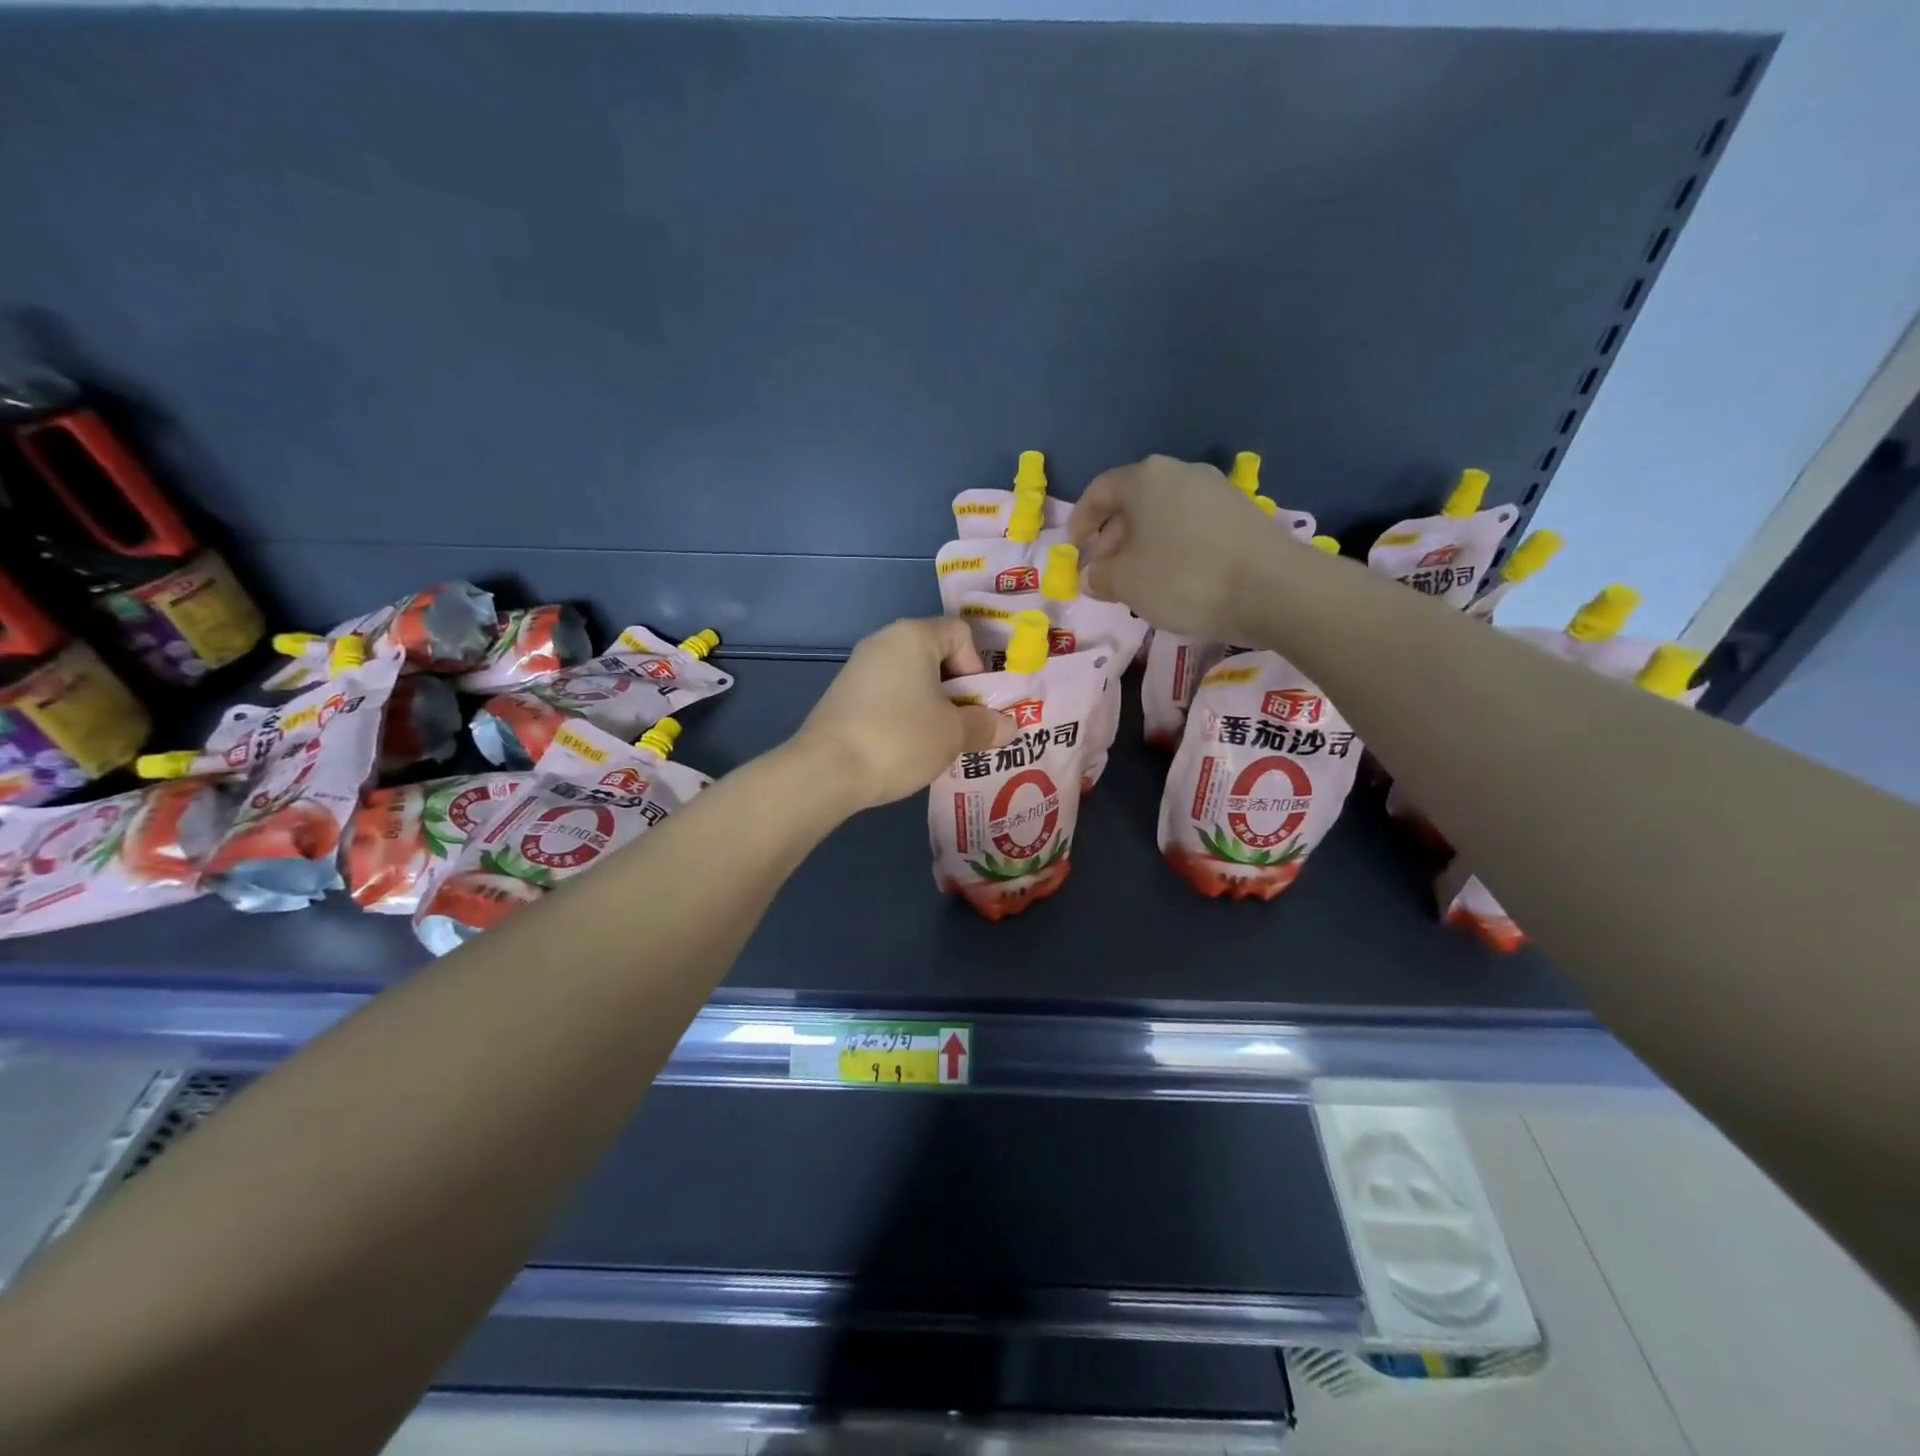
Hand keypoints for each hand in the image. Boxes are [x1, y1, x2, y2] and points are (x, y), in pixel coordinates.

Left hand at [793, 618, 1013, 811]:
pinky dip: (904, 716)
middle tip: (964, 728)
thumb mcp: (953, 734)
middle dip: (957, 691)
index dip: (977, 667)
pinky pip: (889, 696)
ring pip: (912, 680)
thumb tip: (1009, 726)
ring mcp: (859, 668)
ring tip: (937, 743)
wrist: (825, 771)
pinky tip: (905, 748)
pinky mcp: (843, 696)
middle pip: (936, 656)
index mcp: (913, 635)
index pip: (961, 633)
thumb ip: (985, 725)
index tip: (974, 705)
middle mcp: (883, 641)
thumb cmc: (900, 738)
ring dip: (932, 707)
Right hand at [1068, 454, 1292, 640]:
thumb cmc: (1183, 578)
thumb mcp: (1126, 582)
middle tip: (1105, 570)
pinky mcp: (1242, 514)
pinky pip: (1192, 526)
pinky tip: (1175, 579)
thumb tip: (1092, 574)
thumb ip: (1100, 575)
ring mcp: (1216, 490)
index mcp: (1145, 478)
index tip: (1074, 549)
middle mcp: (1181, 473)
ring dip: (1143, 544)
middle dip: (1112, 536)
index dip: (1080, 520)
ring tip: (1139, 580)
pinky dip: (1173, 547)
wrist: (1271, 588)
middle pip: (1134, 501)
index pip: (1099, 490)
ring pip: (1164, 514)